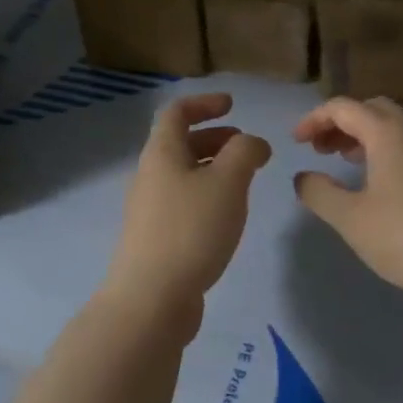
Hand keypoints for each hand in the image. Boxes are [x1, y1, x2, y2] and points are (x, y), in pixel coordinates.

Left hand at [105, 93, 271, 329]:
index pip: (177, 112)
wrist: (151, 300)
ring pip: (183, 174)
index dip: (204, 103)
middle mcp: (150, 175)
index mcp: (161, 153)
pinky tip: (227, 216)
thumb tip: (252, 142)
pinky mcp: (156, 238)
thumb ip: (245, 152)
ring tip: (245, 182)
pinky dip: (207, 195)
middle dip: (215, 138)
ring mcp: (149, 209)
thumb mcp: (228, 182)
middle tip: (247, 148)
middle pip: (180, 143)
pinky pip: (183, 202)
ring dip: (213, 168)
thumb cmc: (191, 229)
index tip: (232, 105)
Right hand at [292, 96, 402, 306]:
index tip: (296, 142)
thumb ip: (319, 192)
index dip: (314, 119)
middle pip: (372, 109)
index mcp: (388, 132)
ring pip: (394, 126)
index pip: (343, 108)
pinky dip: (385, 149)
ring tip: (343, 160)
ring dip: (364, 135)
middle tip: (320, 148)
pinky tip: (377, 181)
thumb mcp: (349, 218)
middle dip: (341, 123)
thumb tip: (303, 177)